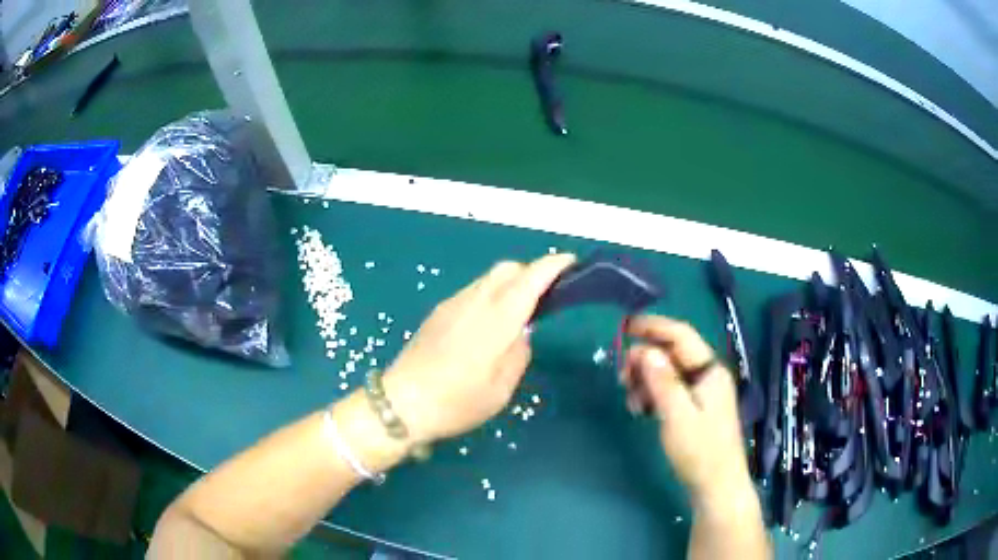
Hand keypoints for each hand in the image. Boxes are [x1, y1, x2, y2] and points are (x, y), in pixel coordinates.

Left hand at [382, 254, 575, 444]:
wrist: (402, 403)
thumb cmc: (457, 402)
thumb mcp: (501, 389)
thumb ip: (518, 354)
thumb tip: (520, 333)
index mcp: (496, 320)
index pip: (529, 279)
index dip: (552, 265)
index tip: (570, 262)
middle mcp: (474, 302)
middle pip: (507, 269)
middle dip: (531, 272)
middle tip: (546, 294)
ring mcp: (452, 304)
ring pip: (488, 278)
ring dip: (509, 283)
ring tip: (519, 309)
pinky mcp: (438, 312)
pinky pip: (472, 291)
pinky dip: (490, 294)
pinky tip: (489, 321)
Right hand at [620, 316, 753, 507]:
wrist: (717, 485)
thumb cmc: (699, 451)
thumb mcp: (677, 415)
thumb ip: (662, 381)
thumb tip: (645, 350)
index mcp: (710, 370)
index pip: (680, 335)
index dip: (653, 326)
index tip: (624, 326)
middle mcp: (708, 375)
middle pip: (672, 354)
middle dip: (645, 360)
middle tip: (622, 378)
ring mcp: (703, 392)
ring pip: (669, 373)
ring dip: (646, 380)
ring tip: (631, 402)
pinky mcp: (696, 407)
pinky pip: (671, 390)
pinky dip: (653, 395)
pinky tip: (641, 409)